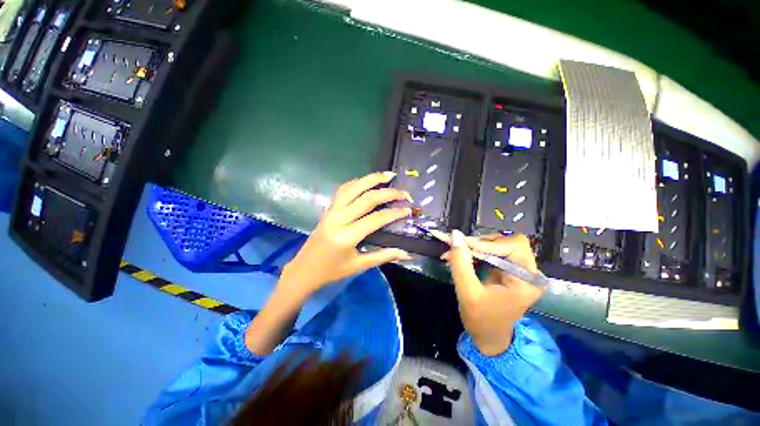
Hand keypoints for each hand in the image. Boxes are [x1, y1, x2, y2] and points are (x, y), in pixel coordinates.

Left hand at [279, 171, 412, 297]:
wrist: (304, 270)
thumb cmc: (332, 271)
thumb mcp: (359, 266)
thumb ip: (384, 256)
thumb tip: (407, 254)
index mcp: (347, 236)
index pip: (376, 219)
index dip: (394, 213)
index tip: (408, 209)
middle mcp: (338, 219)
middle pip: (366, 199)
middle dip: (388, 193)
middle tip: (404, 192)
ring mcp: (331, 211)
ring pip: (353, 188)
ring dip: (371, 179)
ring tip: (387, 175)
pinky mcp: (328, 209)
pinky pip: (343, 190)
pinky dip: (356, 182)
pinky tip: (366, 181)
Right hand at [443, 231, 544, 355]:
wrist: (488, 337)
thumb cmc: (481, 320)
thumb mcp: (467, 292)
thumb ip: (461, 262)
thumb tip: (455, 234)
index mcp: (527, 280)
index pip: (513, 245)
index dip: (487, 242)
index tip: (461, 245)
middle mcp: (528, 271)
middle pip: (505, 241)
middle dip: (478, 243)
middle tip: (456, 247)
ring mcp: (518, 269)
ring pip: (496, 243)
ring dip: (473, 246)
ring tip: (454, 252)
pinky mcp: (507, 269)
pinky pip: (491, 251)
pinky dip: (474, 251)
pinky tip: (460, 255)